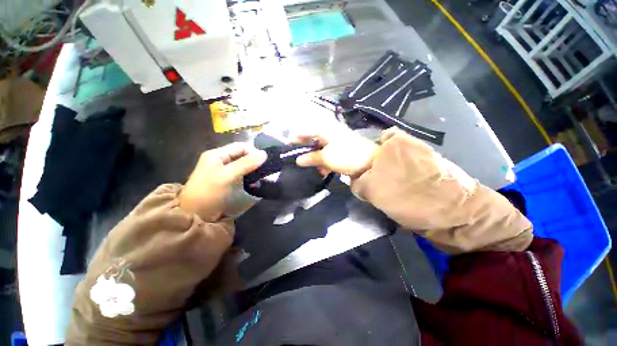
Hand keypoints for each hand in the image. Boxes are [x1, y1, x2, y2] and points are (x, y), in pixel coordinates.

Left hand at [179, 143, 266, 221]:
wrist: (196, 216)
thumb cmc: (209, 192)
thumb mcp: (227, 176)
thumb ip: (246, 163)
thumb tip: (264, 154)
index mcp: (217, 155)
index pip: (241, 146)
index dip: (253, 152)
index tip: (263, 163)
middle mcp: (221, 161)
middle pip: (243, 156)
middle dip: (254, 163)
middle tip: (262, 173)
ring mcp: (224, 172)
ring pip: (244, 166)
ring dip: (253, 172)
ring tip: (258, 180)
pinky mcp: (228, 182)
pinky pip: (242, 176)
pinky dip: (249, 179)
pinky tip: (253, 186)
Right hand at [294, 122, 377, 177]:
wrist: (371, 162)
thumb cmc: (346, 156)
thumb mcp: (326, 158)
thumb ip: (311, 158)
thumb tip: (298, 160)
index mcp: (324, 129)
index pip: (305, 130)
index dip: (295, 138)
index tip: (288, 147)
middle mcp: (329, 132)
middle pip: (312, 139)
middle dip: (305, 150)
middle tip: (298, 160)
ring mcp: (336, 140)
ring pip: (320, 147)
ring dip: (315, 158)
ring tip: (313, 168)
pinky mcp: (342, 148)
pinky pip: (328, 152)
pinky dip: (324, 160)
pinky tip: (323, 170)